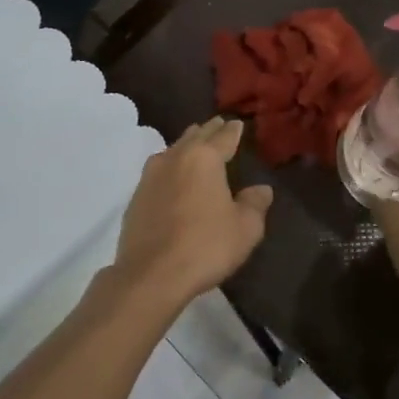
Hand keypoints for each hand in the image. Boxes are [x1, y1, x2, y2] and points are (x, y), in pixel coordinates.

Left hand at [112, 118, 273, 310]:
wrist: (151, 275)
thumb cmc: (205, 246)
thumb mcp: (245, 228)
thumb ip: (255, 204)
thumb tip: (261, 189)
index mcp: (204, 158)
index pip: (223, 137)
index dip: (232, 130)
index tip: (237, 123)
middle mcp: (175, 158)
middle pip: (195, 137)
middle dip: (208, 131)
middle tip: (218, 124)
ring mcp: (151, 176)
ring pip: (173, 150)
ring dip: (186, 145)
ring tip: (194, 144)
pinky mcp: (137, 196)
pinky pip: (158, 170)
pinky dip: (170, 166)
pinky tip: (173, 175)